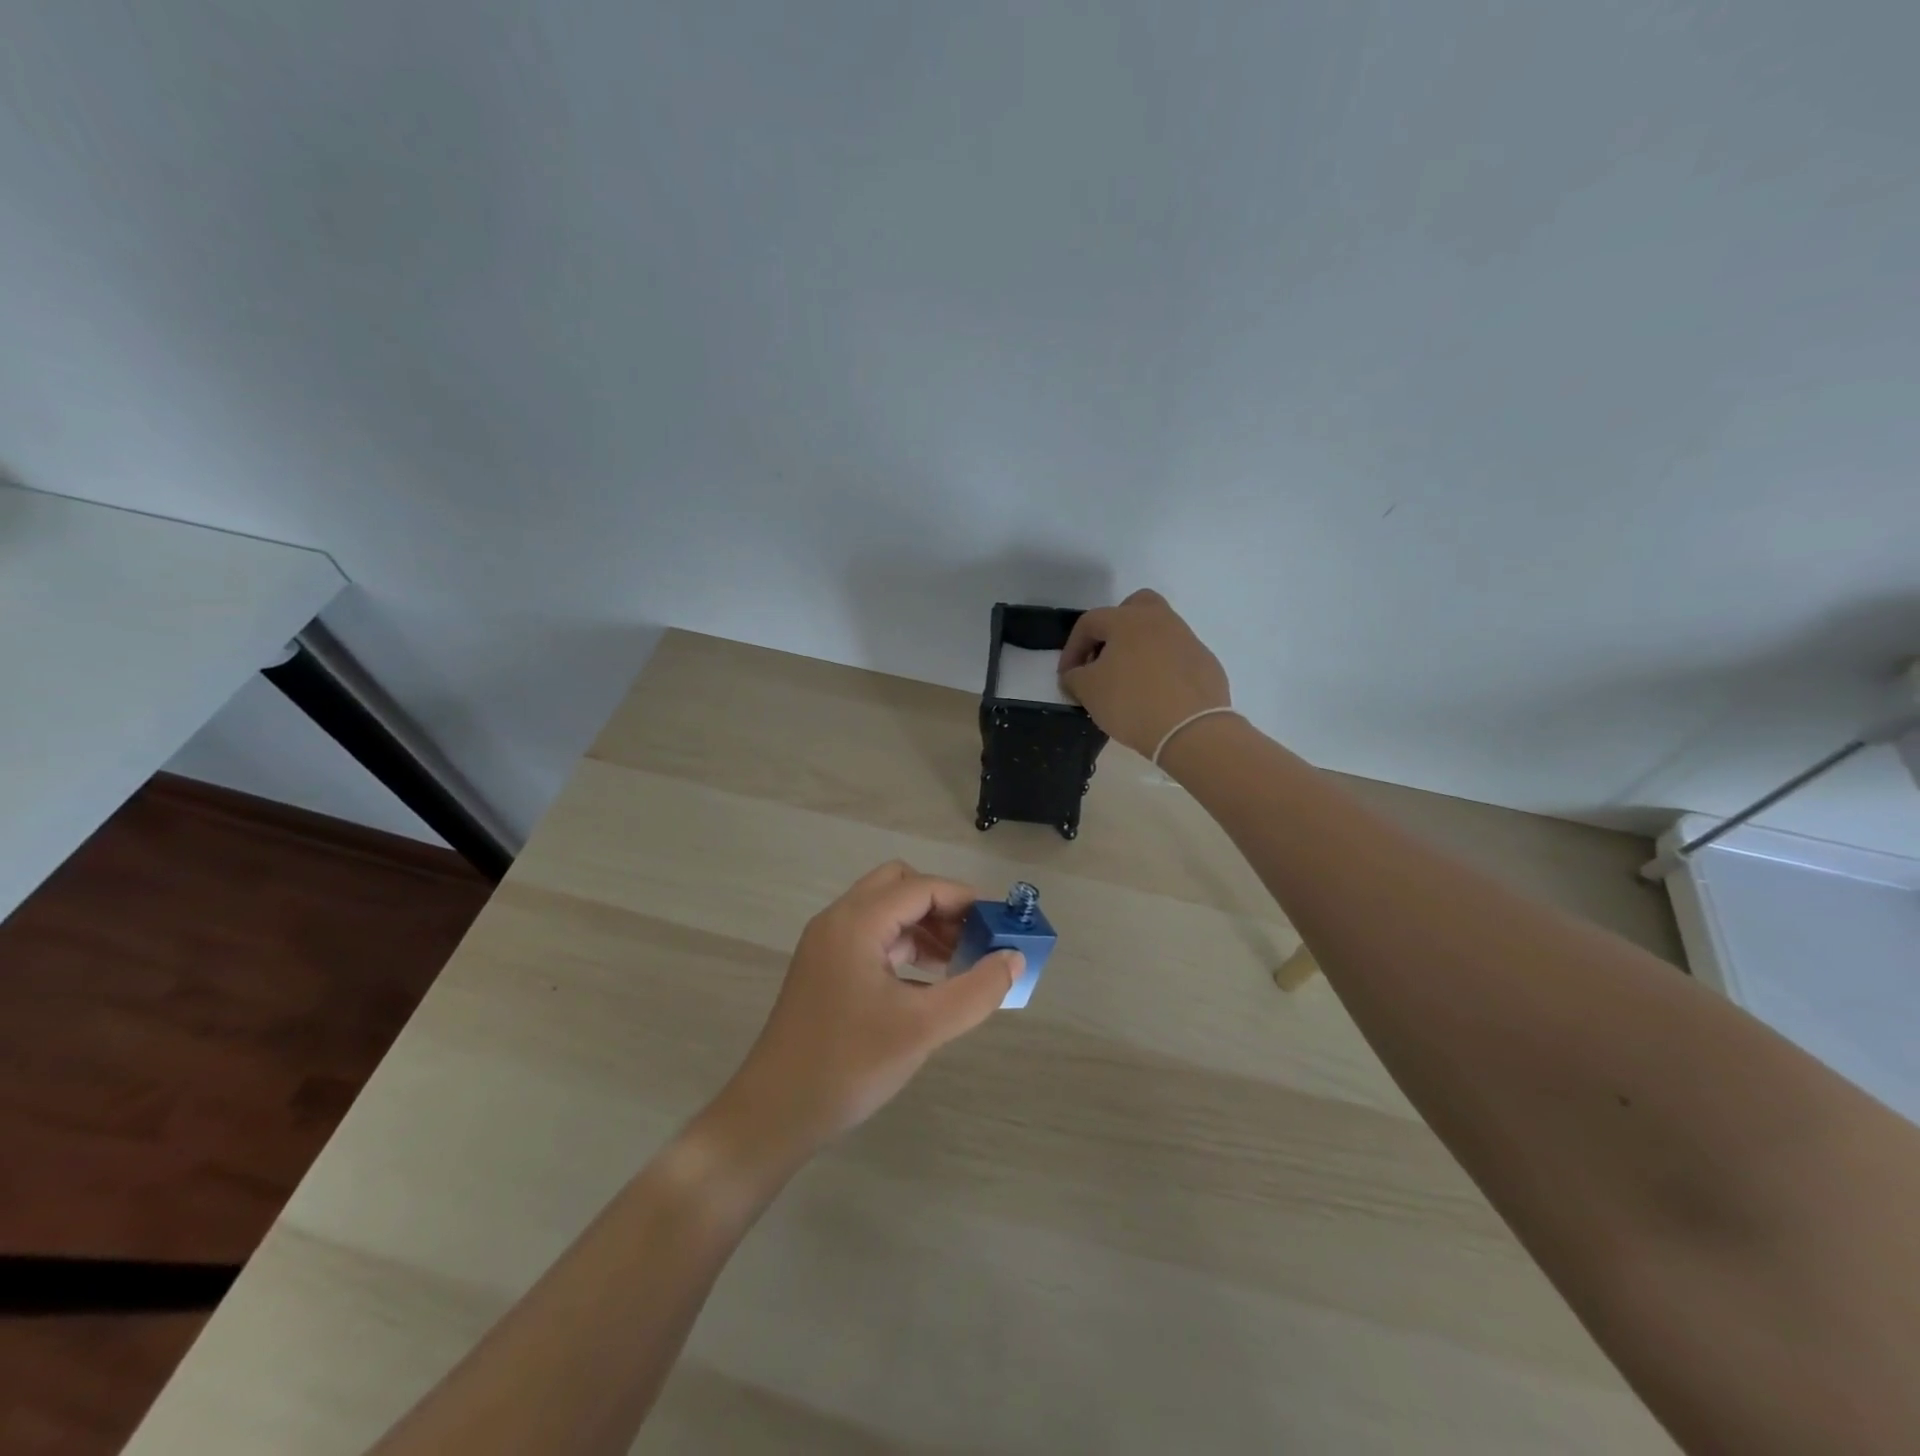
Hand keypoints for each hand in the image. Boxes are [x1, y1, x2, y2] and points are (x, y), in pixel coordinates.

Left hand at [712, 863, 1022, 1152]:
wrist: (773, 1115)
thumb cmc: (848, 1064)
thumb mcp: (922, 1028)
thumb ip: (976, 990)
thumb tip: (1014, 959)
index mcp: (856, 922)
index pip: (921, 887)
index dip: (964, 899)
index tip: (1000, 924)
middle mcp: (838, 921)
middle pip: (899, 886)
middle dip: (942, 906)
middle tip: (974, 940)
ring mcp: (827, 946)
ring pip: (885, 913)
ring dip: (924, 927)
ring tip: (960, 964)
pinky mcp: (825, 970)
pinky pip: (873, 939)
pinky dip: (905, 948)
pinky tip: (929, 983)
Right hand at [1059, 589, 1231, 756]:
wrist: (1191, 730)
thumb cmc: (1131, 702)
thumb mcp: (1088, 690)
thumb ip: (1074, 676)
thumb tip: (1076, 674)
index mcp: (1128, 619)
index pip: (1090, 622)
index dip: (1072, 648)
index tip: (1067, 676)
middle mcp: (1161, 620)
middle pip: (1134, 607)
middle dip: (1114, 628)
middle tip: (1104, 658)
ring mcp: (1188, 640)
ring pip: (1158, 633)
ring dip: (1140, 650)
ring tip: (1129, 682)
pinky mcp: (1207, 664)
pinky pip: (1177, 658)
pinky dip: (1163, 670)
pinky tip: (1157, 696)